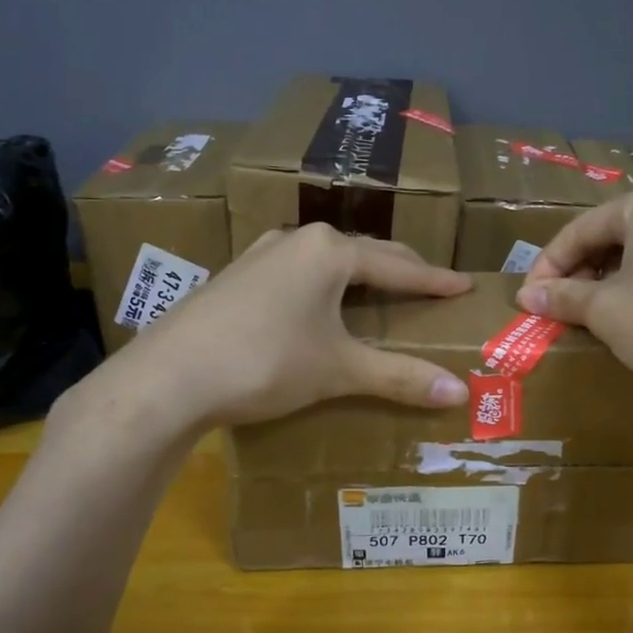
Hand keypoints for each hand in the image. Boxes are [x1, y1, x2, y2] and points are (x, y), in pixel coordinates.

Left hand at [65, 225, 472, 435]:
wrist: (167, 379)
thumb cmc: (264, 362)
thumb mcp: (338, 369)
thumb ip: (399, 376)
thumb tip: (458, 391)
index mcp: (329, 251)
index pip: (399, 266)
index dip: (435, 280)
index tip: (464, 285)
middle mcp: (296, 241)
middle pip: (364, 255)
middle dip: (401, 272)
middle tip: (431, 288)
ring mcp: (260, 256)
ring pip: (327, 262)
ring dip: (359, 277)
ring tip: (382, 294)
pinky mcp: (236, 278)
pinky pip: (297, 275)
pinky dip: (324, 288)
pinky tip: (320, 307)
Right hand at [516, 179, 632, 404]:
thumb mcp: (605, 310)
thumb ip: (563, 297)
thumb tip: (527, 297)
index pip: (583, 229)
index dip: (548, 265)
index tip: (527, 297)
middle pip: (615, 235)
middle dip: (580, 271)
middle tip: (555, 306)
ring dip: (609, 281)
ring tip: (587, 313)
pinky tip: (630, 316)